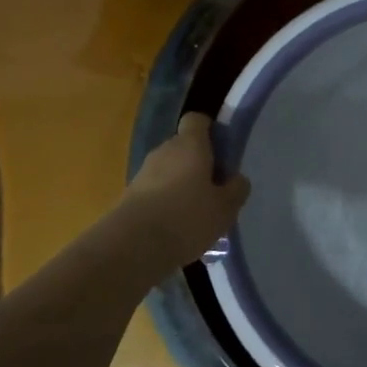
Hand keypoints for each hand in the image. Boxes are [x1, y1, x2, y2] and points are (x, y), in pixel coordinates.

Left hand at [120, 113, 250, 268]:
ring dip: (183, 185)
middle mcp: (164, 150)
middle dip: (200, 164)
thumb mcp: (225, 208)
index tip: (223, 152)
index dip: (211, 131)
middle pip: (184, 147)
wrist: (133, 246)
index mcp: (190, 144)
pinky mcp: (130, 195)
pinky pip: (156, 191)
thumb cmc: (187, 218)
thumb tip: (237, 179)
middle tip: (216, 190)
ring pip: (169, 170)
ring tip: (198, 214)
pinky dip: (167, 202)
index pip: (197, 120)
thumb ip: (236, 189)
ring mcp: (143, 172)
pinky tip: (177, 227)